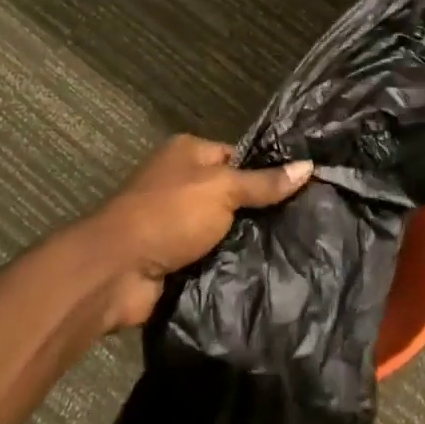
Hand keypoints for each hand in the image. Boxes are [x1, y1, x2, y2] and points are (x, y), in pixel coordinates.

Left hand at [84, 134, 314, 328]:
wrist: (115, 271)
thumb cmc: (169, 214)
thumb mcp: (223, 189)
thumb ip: (264, 183)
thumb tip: (308, 166)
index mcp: (187, 153)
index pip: (238, 156)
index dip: (267, 171)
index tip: (303, 188)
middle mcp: (180, 182)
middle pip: (233, 192)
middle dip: (260, 209)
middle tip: (305, 221)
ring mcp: (176, 221)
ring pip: (225, 227)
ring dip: (246, 239)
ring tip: (294, 247)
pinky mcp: (175, 256)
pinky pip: (213, 255)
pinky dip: (231, 262)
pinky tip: (265, 269)